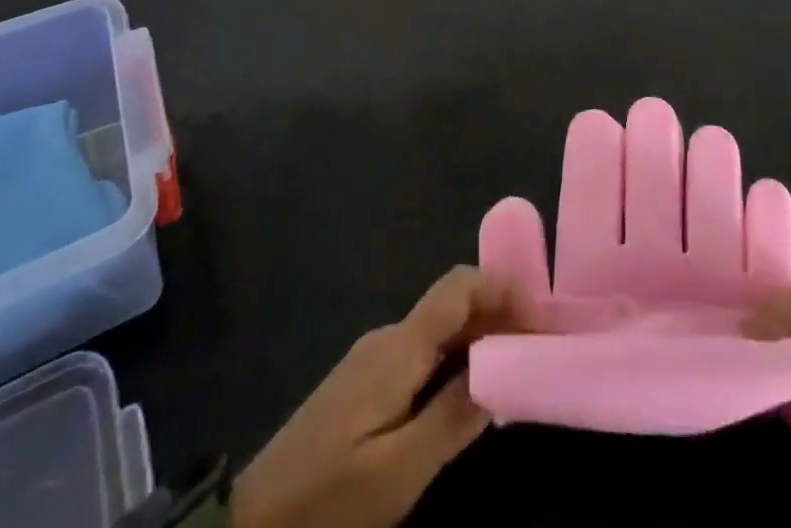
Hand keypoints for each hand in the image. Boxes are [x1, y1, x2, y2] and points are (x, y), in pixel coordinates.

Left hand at [231, 267, 527, 527]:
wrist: (249, 520)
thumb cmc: (329, 496)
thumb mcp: (399, 471)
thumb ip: (453, 417)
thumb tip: (503, 370)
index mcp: (399, 346)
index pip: (458, 287)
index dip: (503, 289)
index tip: (541, 320)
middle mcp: (388, 338)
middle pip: (453, 306)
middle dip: (499, 317)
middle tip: (539, 352)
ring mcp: (373, 359)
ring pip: (439, 331)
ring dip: (480, 340)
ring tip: (516, 372)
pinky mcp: (364, 384)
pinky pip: (422, 355)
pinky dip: (456, 361)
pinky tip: (470, 394)